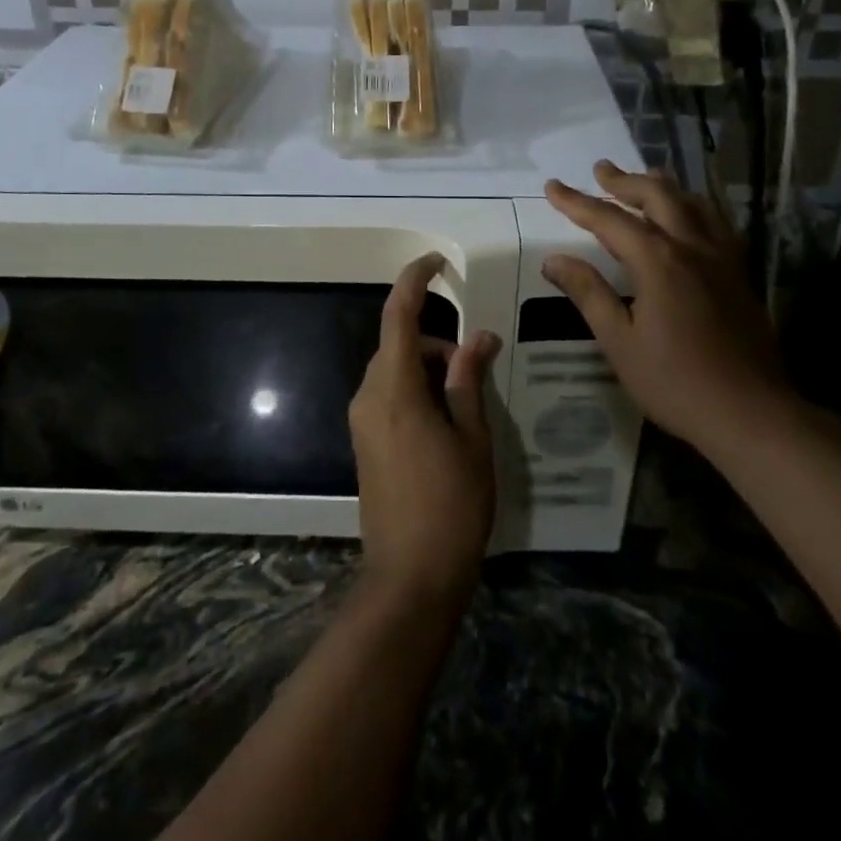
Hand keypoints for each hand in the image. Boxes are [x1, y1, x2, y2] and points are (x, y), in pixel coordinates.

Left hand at [349, 253, 501, 610]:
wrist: (410, 577)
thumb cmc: (451, 505)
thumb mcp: (472, 439)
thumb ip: (469, 381)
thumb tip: (478, 338)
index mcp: (394, 389)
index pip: (399, 317)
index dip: (414, 282)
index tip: (436, 263)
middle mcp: (368, 396)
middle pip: (400, 345)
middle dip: (438, 344)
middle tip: (478, 368)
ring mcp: (362, 420)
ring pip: (395, 370)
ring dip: (430, 370)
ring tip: (468, 405)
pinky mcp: (364, 441)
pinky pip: (389, 395)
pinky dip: (417, 391)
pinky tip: (448, 423)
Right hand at [542, 161, 789, 451]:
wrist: (752, 413)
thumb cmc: (676, 382)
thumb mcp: (620, 342)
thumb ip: (589, 294)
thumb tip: (554, 260)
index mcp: (658, 261)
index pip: (609, 219)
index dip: (578, 202)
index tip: (553, 186)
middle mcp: (691, 247)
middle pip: (657, 196)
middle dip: (624, 181)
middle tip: (600, 170)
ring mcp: (722, 258)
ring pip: (693, 203)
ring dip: (663, 186)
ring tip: (644, 178)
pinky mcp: (740, 274)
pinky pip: (716, 223)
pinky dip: (695, 207)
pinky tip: (691, 216)